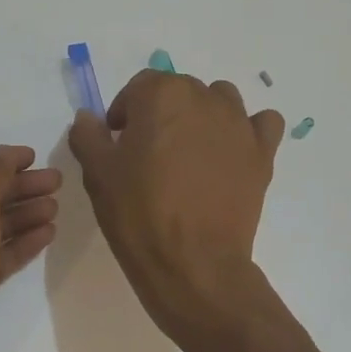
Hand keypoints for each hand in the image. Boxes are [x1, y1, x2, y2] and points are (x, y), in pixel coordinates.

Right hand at [68, 70, 283, 337]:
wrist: (193, 264)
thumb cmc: (138, 214)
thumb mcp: (98, 174)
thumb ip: (88, 136)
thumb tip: (88, 118)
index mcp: (161, 95)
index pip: (139, 87)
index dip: (125, 112)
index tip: (118, 143)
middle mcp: (204, 98)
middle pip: (179, 91)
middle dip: (161, 114)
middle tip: (149, 154)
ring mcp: (238, 124)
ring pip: (220, 100)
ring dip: (202, 116)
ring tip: (190, 153)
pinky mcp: (262, 153)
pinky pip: (262, 124)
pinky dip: (249, 130)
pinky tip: (233, 152)